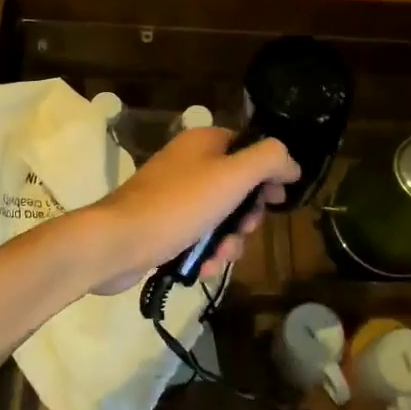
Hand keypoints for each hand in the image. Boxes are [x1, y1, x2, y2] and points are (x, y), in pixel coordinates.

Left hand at [81, 127, 300, 294]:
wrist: (118, 243)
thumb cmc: (179, 205)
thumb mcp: (233, 176)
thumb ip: (269, 161)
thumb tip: (292, 163)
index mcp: (204, 142)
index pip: (250, 149)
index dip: (269, 174)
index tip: (277, 200)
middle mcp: (189, 164)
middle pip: (239, 188)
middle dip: (246, 217)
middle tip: (243, 229)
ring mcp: (174, 196)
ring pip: (221, 218)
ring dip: (228, 241)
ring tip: (219, 255)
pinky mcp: (164, 225)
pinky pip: (199, 237)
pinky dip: (205, 253)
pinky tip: (202, 267)